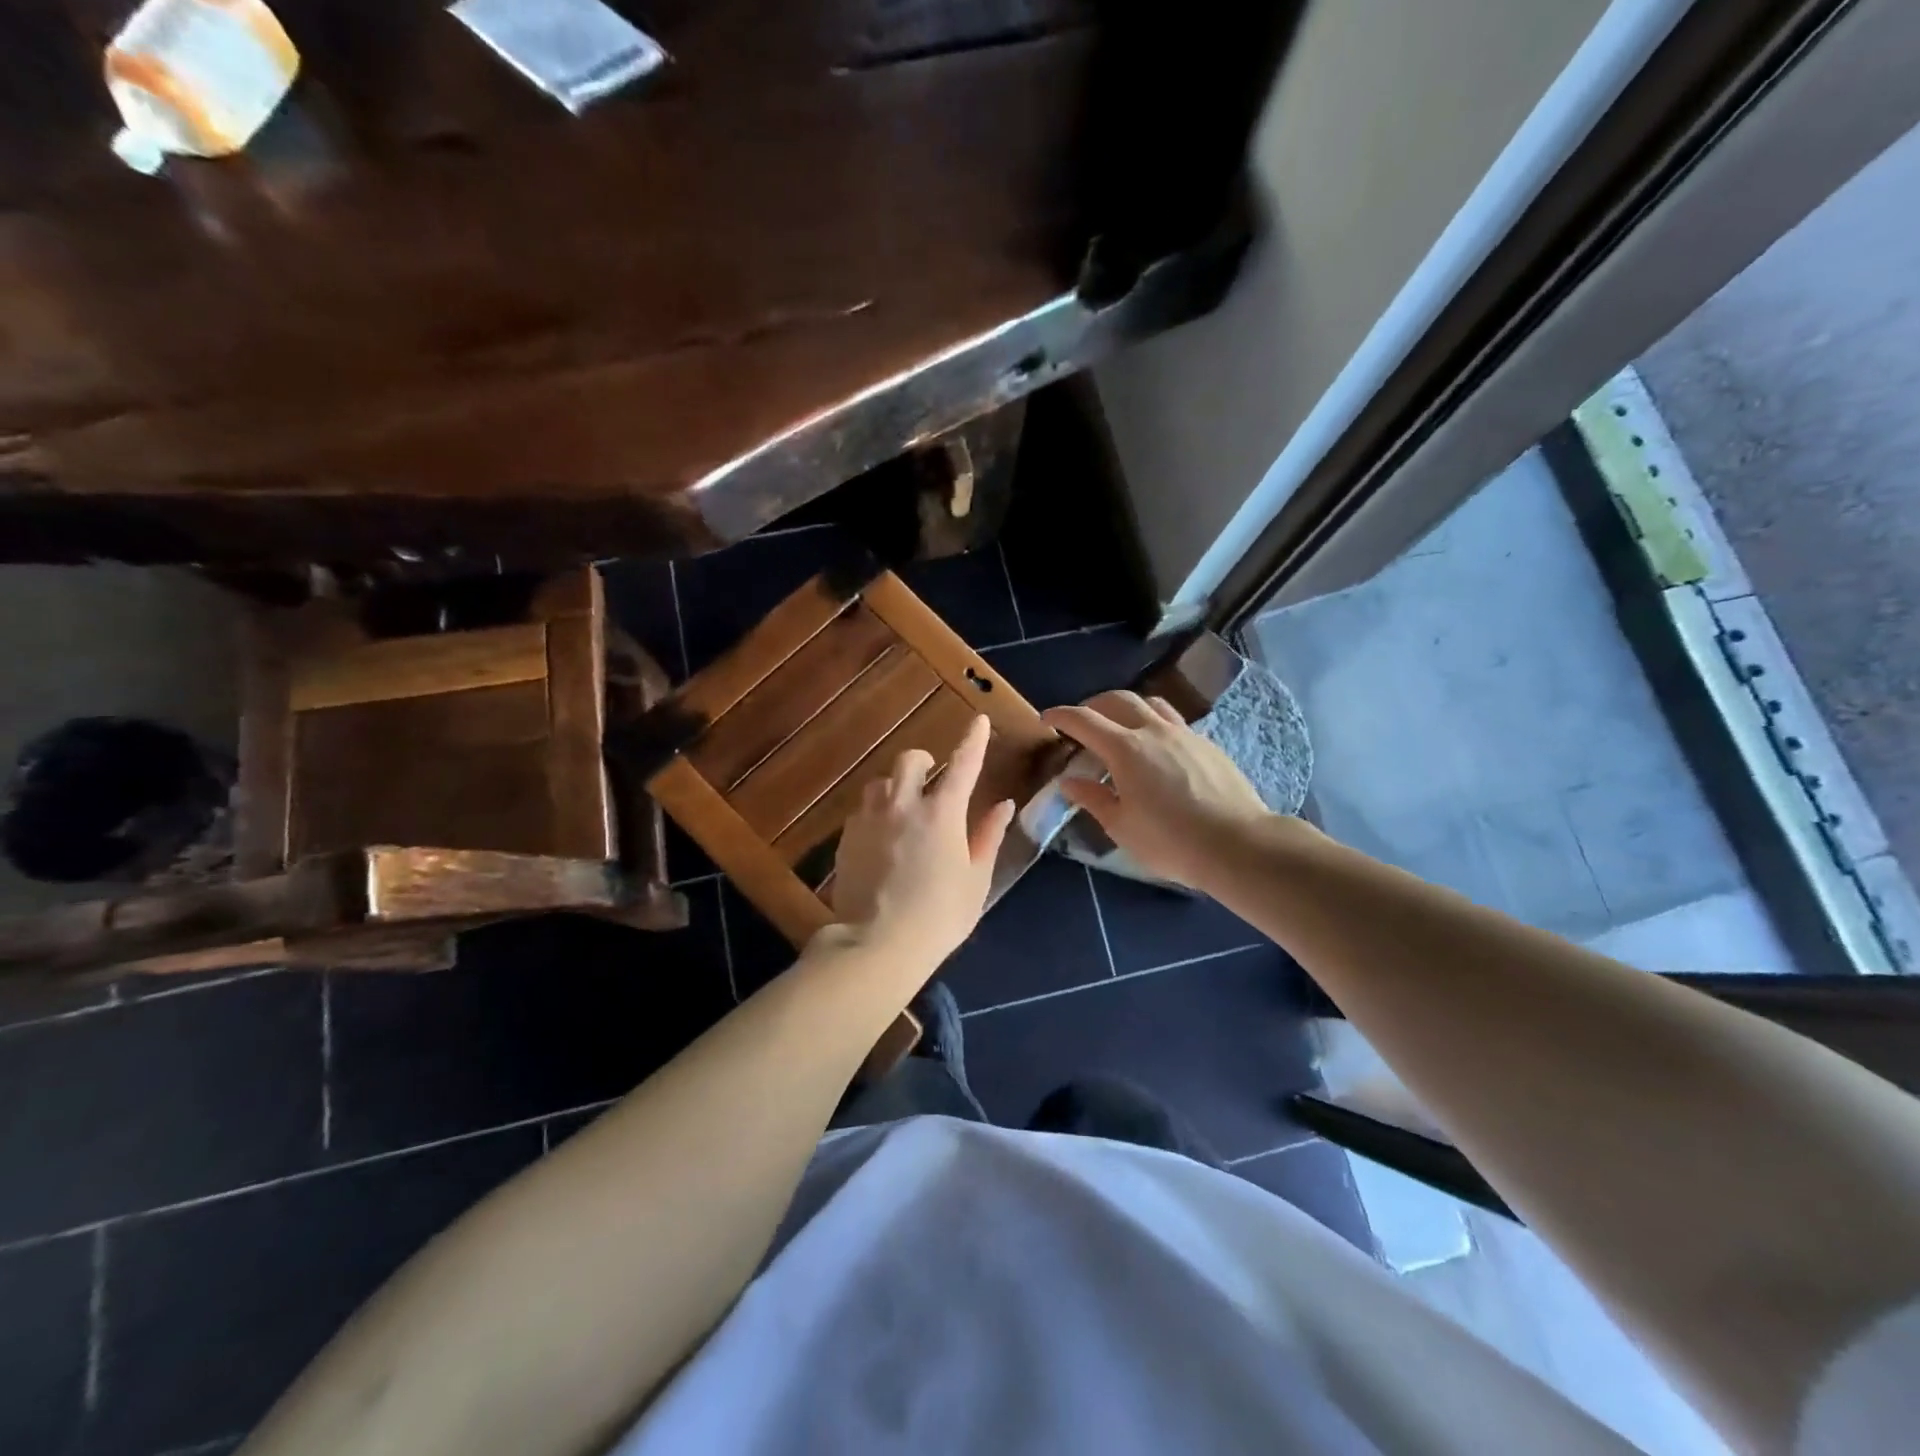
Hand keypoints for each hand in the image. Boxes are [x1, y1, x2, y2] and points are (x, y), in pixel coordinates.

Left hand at [830, 715, 1014, 967]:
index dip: (972, 739)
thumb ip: (989, 836)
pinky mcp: (846, 837)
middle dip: (924, 762)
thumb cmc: (940, 915)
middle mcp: (903, 805)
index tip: (977, 720)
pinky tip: (882, 839)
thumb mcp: (976, 879)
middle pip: (910, 760)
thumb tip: (1004, 806)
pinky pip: (862, 811)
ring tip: (903, 810)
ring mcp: (869, 819)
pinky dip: (876, 814)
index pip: (963, 764)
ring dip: (895, 787)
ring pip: (880, 783)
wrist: (877, 944)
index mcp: (942, 813)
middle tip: (932, 779)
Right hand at [1042, 691, 1273, 891]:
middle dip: (1093, 704)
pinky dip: (1153, 721)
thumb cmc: (1171, 840)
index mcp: (1125, 749)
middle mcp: (1153, 731)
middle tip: (1081, 721)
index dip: (1061, 715)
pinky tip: (1154, 746)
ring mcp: (1184, 734)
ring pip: (1150, 703)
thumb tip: (1069, 781)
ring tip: (1118, 725)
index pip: (1084, 720)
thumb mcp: (1121, 827)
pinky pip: (1173, 719)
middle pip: (1117, 700)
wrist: (1237, 844)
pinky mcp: (1207, 744)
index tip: (1046, 718)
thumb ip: (1093, 799)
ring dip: (1126, 706)